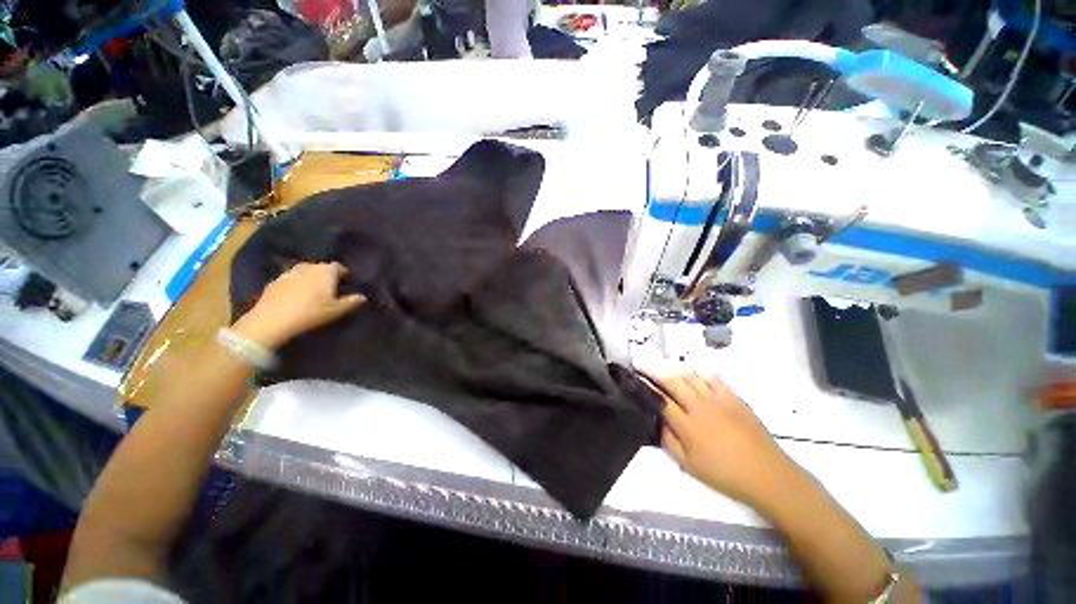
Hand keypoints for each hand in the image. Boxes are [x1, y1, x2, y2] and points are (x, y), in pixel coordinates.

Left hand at [233, 262, 365, 349]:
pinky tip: (297, 297)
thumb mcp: (338, 310)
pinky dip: (297, 285)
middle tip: (332, 290)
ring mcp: (290, 272)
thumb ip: (352, 301)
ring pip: (306, 272)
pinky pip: (292, 279)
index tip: (348, 285)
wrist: (272, 320)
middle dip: (328, 276)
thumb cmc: (312, 312)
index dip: (345, 275)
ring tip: (314, 293)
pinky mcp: (275, 281)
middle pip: (322, 268)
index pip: (340, 267)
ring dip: (311, 279)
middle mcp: (309, 266)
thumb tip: (363, 297)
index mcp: (326, 270)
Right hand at [646, 372, 797, 506]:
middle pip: (672, 382)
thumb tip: (657, 421)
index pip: (660, 399)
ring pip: (690, 377)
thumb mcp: (689, 466)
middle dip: (655, 372)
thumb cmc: (725, 474)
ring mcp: (718, 399)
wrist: (767, 474)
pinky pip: (712, 378)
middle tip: (643, 366)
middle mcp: (699, 406)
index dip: (646, 387)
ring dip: (674, 371)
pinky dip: (698, 374)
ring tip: (664, 370)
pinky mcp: (733, 397)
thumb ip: (669, 441)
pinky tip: (693, 375)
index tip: (635, 378)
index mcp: (687, 425)